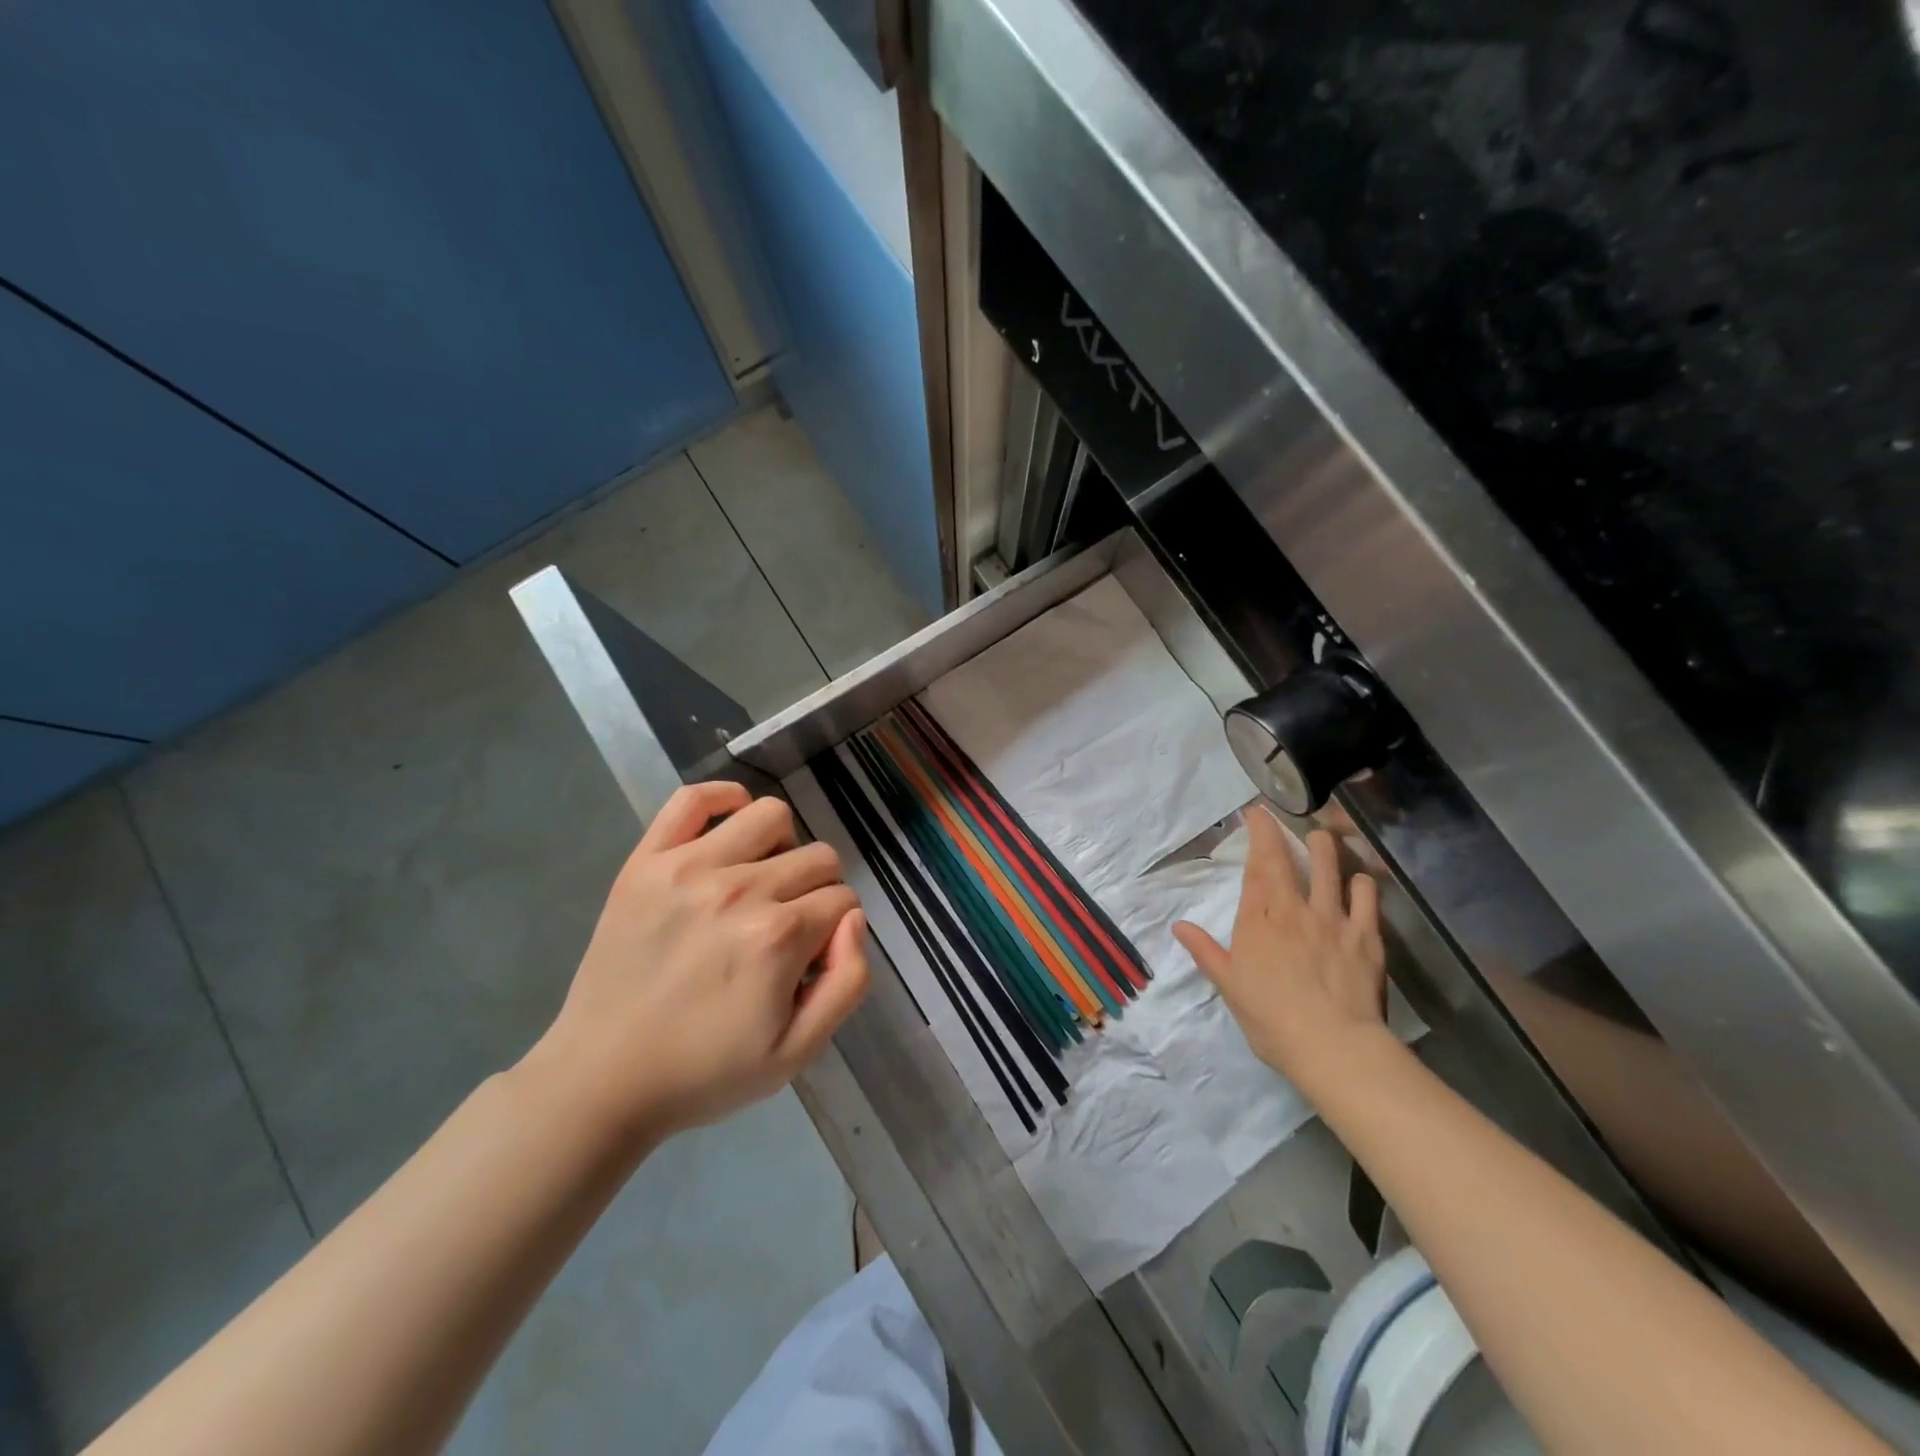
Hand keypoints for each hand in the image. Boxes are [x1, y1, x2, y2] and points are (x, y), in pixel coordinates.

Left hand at [528, 781, 869, 1141]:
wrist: (601, 1079)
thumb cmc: (705, 1071)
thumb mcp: (797, 1052)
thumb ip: (849, 982)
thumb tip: (853, 919)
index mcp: (778, 937)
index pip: (842, 900)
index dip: (835, 931)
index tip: (809, 959)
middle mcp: (739, 889)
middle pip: (817, 858)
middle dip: (817, 893)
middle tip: (786, 930)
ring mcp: (687, 867)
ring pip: (771, 816)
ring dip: (782, 847)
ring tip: (760, 883)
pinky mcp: (646, 861)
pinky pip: (694, 798)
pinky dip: (724, 799)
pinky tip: (731, 828)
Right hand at [1173, 809, 1386, 1090]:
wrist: (1333, 1046)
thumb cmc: (1271, 1019)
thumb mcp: (1228, 986)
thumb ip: (1205, 951)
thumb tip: (1179, 926)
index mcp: (1259, 920)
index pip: (1257, 867)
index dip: (1258, 836)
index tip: (1256, 814)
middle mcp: (1295, 910)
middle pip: (1289, 861)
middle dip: (1282, 833)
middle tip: (1279, 816)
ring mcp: (1334, 920)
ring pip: (1330, 870)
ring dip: (1325, 848)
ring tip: (1323, 836)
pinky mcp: (1366, 937)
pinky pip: (1367, 899)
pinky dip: (1363, 883)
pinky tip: (1360, 880)